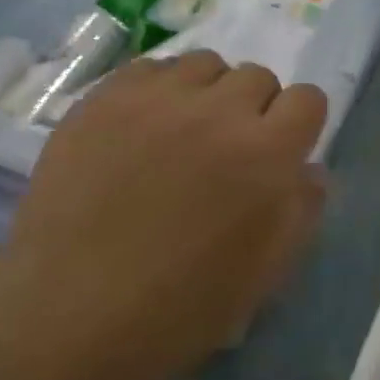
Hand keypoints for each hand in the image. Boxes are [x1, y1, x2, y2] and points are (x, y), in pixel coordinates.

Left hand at [0, 51, 327, 379]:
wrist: (70, 314)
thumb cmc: (180, 308)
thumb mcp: (265, 274)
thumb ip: (301, 210)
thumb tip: (309, 168)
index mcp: (266, 154)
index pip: (307, 99)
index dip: (299, 124)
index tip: (280, 152)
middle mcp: (217, 111)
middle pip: (257, 76)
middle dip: (254, 109)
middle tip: (227, 152)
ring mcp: (156, 99)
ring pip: (204, 64)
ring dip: (207, 93)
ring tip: (183, 134)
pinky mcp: (104, 99)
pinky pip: (150, 68)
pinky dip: (158, 91)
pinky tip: (140, 130)